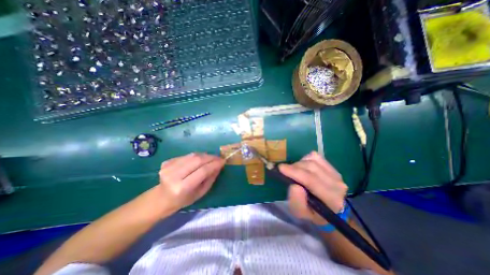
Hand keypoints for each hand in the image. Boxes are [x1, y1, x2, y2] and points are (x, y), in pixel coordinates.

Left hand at [158, 152, 224, 212]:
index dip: (214, 164)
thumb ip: (211, 178)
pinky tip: (200, 160)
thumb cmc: (183, 200)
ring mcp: (169, 167)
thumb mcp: (200, 193)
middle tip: (219, 158)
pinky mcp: (167, 162)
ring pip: (192, 155)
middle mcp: (174, 176)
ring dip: (205, 155)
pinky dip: (196, 156)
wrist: (161, 198)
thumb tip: (219, 165)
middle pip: (197, 160)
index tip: (223, 161)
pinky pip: (187, 155)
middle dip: (211, 157)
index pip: (202, 171)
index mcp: (182, 187)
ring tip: (211, 158)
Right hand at [279, 152, 347, 223]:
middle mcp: (337, 184)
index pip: (311, 180)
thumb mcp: (300, 213)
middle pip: (311, 167)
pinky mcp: (333, 167)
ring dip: (299, 163)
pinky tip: (303, 167)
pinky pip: (315, 157)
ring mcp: (336, 174)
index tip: (280, 168)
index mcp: (331, 199)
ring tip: (294, 171)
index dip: (294, 172)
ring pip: (312, 160)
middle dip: (294, 167)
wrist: (329, 209)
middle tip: (285, 171)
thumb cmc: (313, 213)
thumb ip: (297, 202)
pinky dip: (305, 159)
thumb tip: (295, 186)